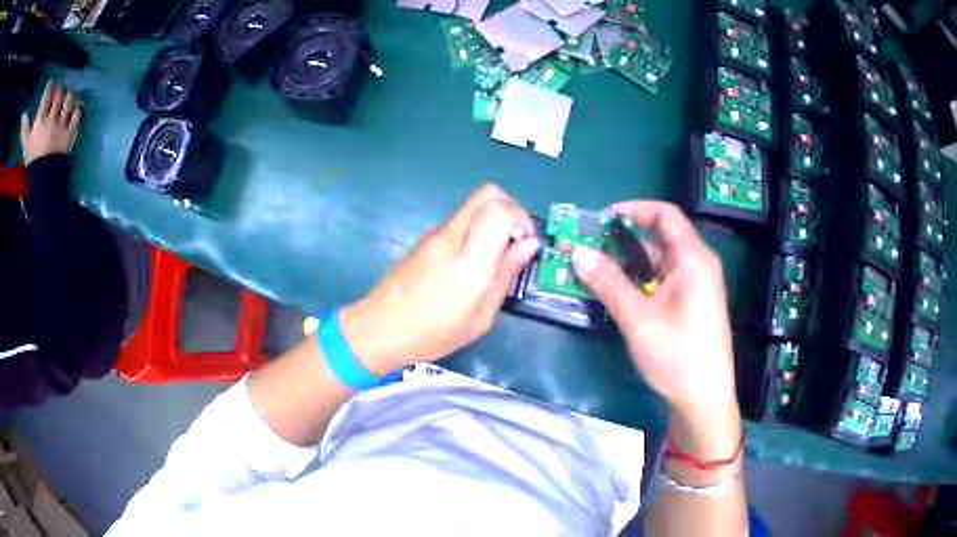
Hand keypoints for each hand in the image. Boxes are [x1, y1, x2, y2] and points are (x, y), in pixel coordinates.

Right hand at [20, 81, 82, 164]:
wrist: (42, 180)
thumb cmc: (31, 160)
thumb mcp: (25, 144)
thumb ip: (24, 127)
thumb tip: (23, 114)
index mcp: (40, 121)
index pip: (47, 96)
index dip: (49, 87)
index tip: (50, 84)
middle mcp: (52, 119)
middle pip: (59, 94)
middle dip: (59, 89)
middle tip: (58, 91)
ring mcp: (61, 125)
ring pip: (69, 100)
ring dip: (68, 95)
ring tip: (66, 97)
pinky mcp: (70, 133)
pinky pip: (77, 114)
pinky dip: (77, 108)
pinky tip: (74, 108)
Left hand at [340, 184, 539, 374]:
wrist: (379, 329)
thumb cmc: (433, 333)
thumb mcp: (480, 317)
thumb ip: (505, 276)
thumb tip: (528, 245)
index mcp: (468, 260)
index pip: (499, 209)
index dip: (521, 217)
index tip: (526, 242)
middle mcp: (451, 236)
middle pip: (487, 194)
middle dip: (511, 209)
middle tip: (516, 239)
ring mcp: (434, 234)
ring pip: (473, 207)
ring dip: (491, 221)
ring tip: (493, 258)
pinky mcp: (424, 238)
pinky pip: (458, 223)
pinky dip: (474, 232)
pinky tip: (468, 265)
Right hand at [571, 201, 740, 458]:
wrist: (704, 401)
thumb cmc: (677, 357)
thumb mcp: (639, 319)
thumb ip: (609, 282)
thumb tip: (578, 251)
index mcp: (694, 260)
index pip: (665, 215)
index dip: (634, 209)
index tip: (602, 219)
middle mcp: (698, 266)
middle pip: (660, 238)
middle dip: (623, 240)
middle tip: (589, 248)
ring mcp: (695, 288)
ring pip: (659, 262)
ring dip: (628, 263)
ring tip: (594, 271)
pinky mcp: (690, 306)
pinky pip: (662, 282)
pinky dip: (639, 282)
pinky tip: (616, 294)